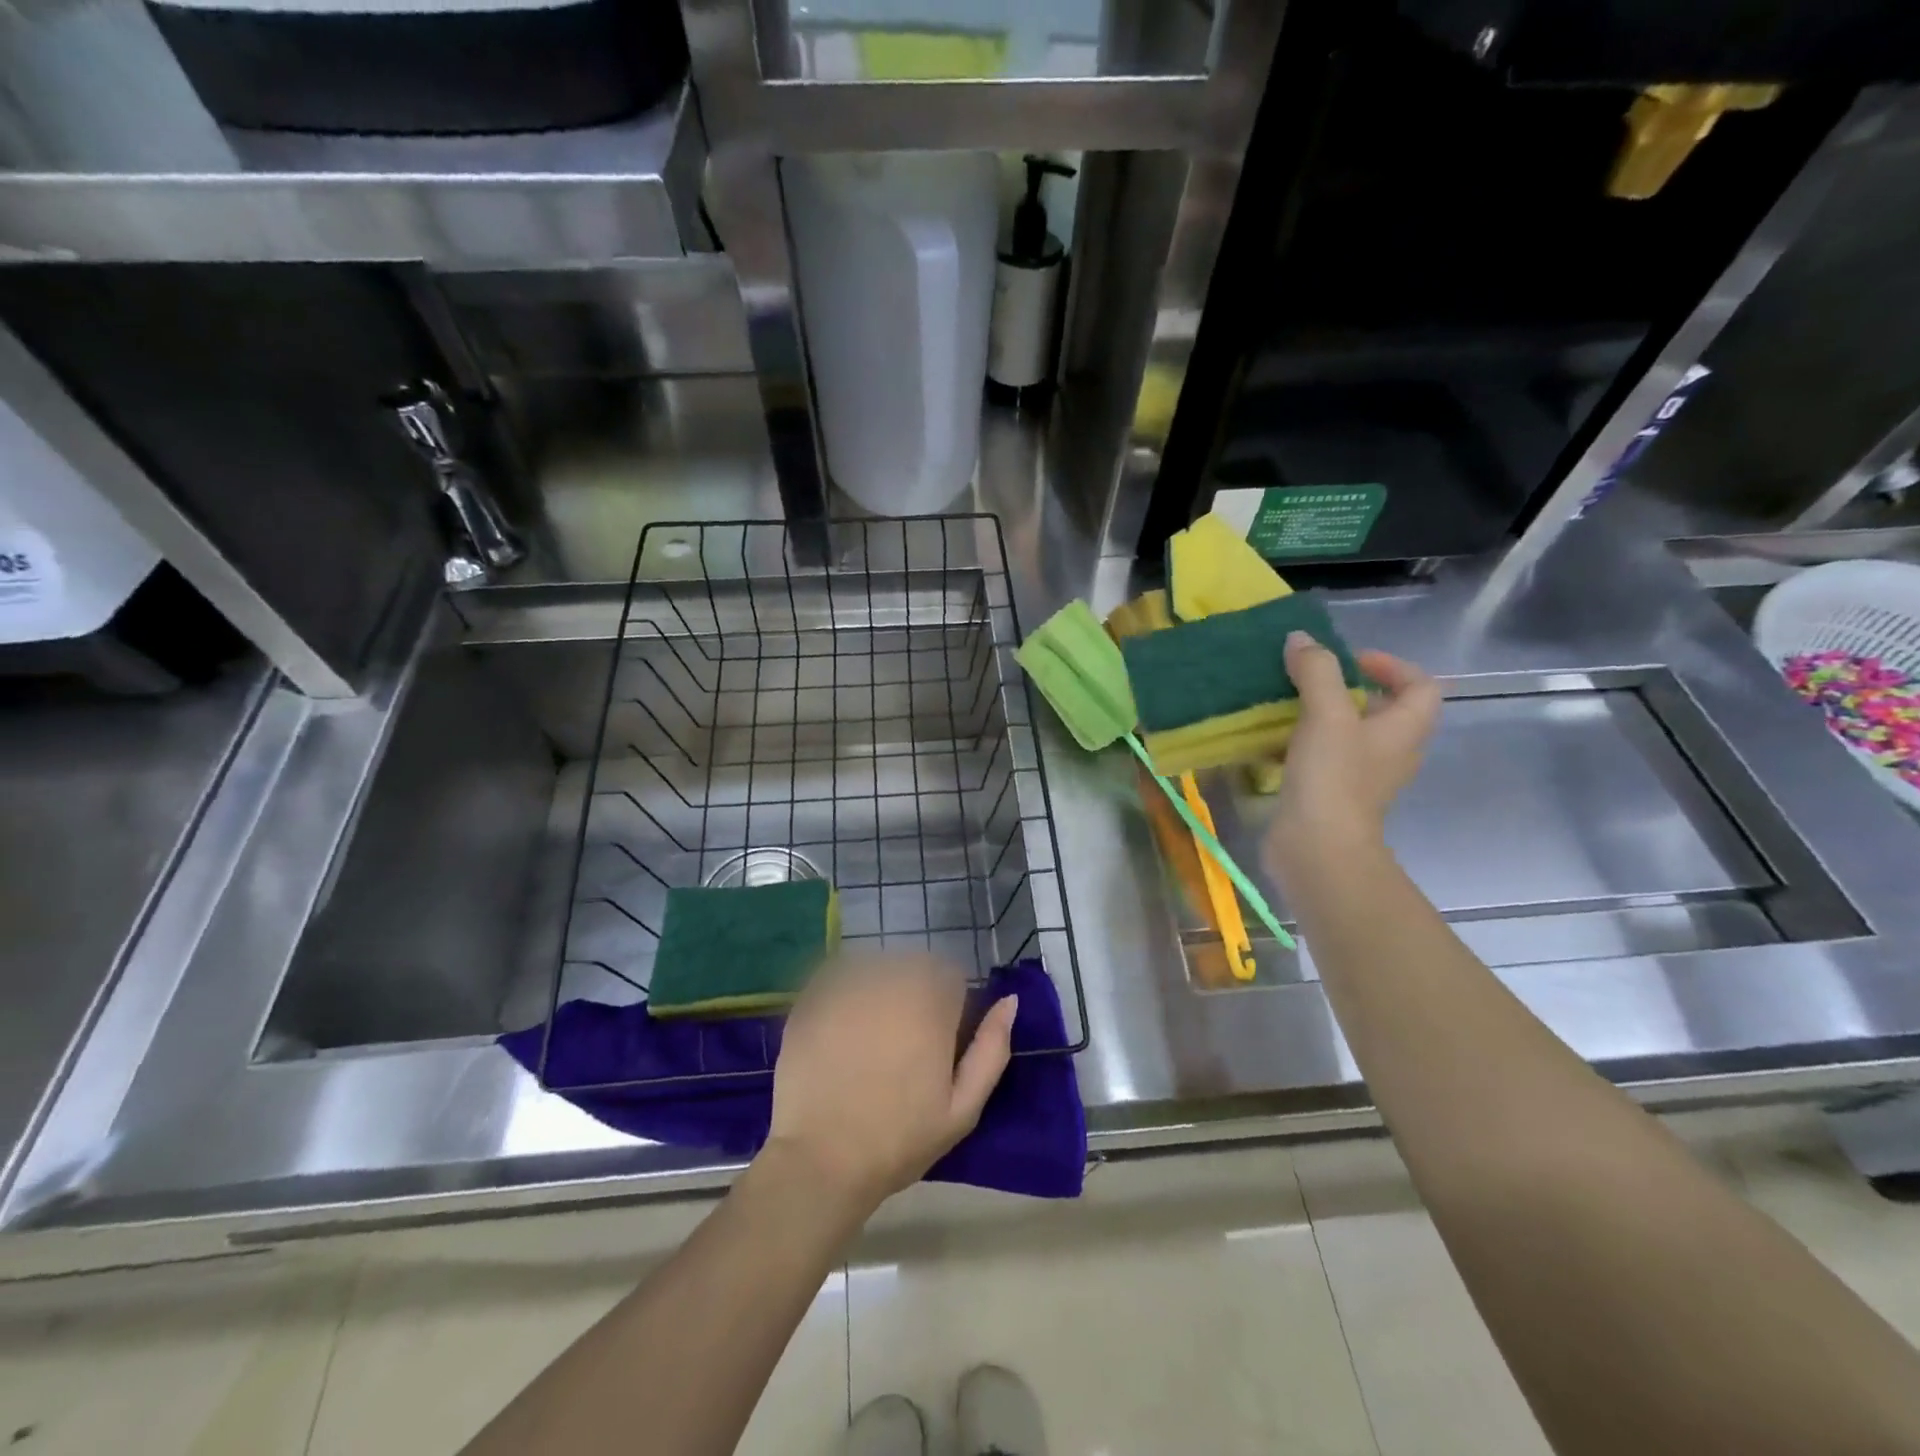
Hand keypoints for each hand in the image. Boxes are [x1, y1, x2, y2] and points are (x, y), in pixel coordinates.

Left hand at [764, 952, 1015, 1210]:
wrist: (822, 1160)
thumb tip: (1010, 1001)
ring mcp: (848, 986)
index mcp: (931, 1005)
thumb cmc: (899, 1139)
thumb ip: (991, 1049)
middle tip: (902, 1041)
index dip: (948, 1005)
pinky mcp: (813, 997)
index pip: (950, 976)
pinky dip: (843, 989)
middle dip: (915, 993)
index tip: (938, 1039)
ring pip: (876, 966)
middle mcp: (891, 982)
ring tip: (869, 1033)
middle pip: (913, 966)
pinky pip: (837, 974)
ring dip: (880, 988)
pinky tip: (839, 1027)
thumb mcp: (963, 1108)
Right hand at [1266, 631, 1441, 874]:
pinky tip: (1270, 743)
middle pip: (1383, 710)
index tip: (1350, 661)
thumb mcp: (1326, 713)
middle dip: (1348, 690)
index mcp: (1404, 730)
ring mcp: (1361, 778)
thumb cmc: (1333, 776)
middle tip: (1310, 680)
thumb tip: (1300, 639)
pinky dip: (1302, 746)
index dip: (1392, 665)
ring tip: (1285, 705)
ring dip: (1321, 717)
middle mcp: (1391, 753)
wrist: (1317, 848)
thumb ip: (1316, 670)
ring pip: (1348, 736)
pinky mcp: (1332, 796)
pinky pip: (1323, 760)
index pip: (1420, 686)